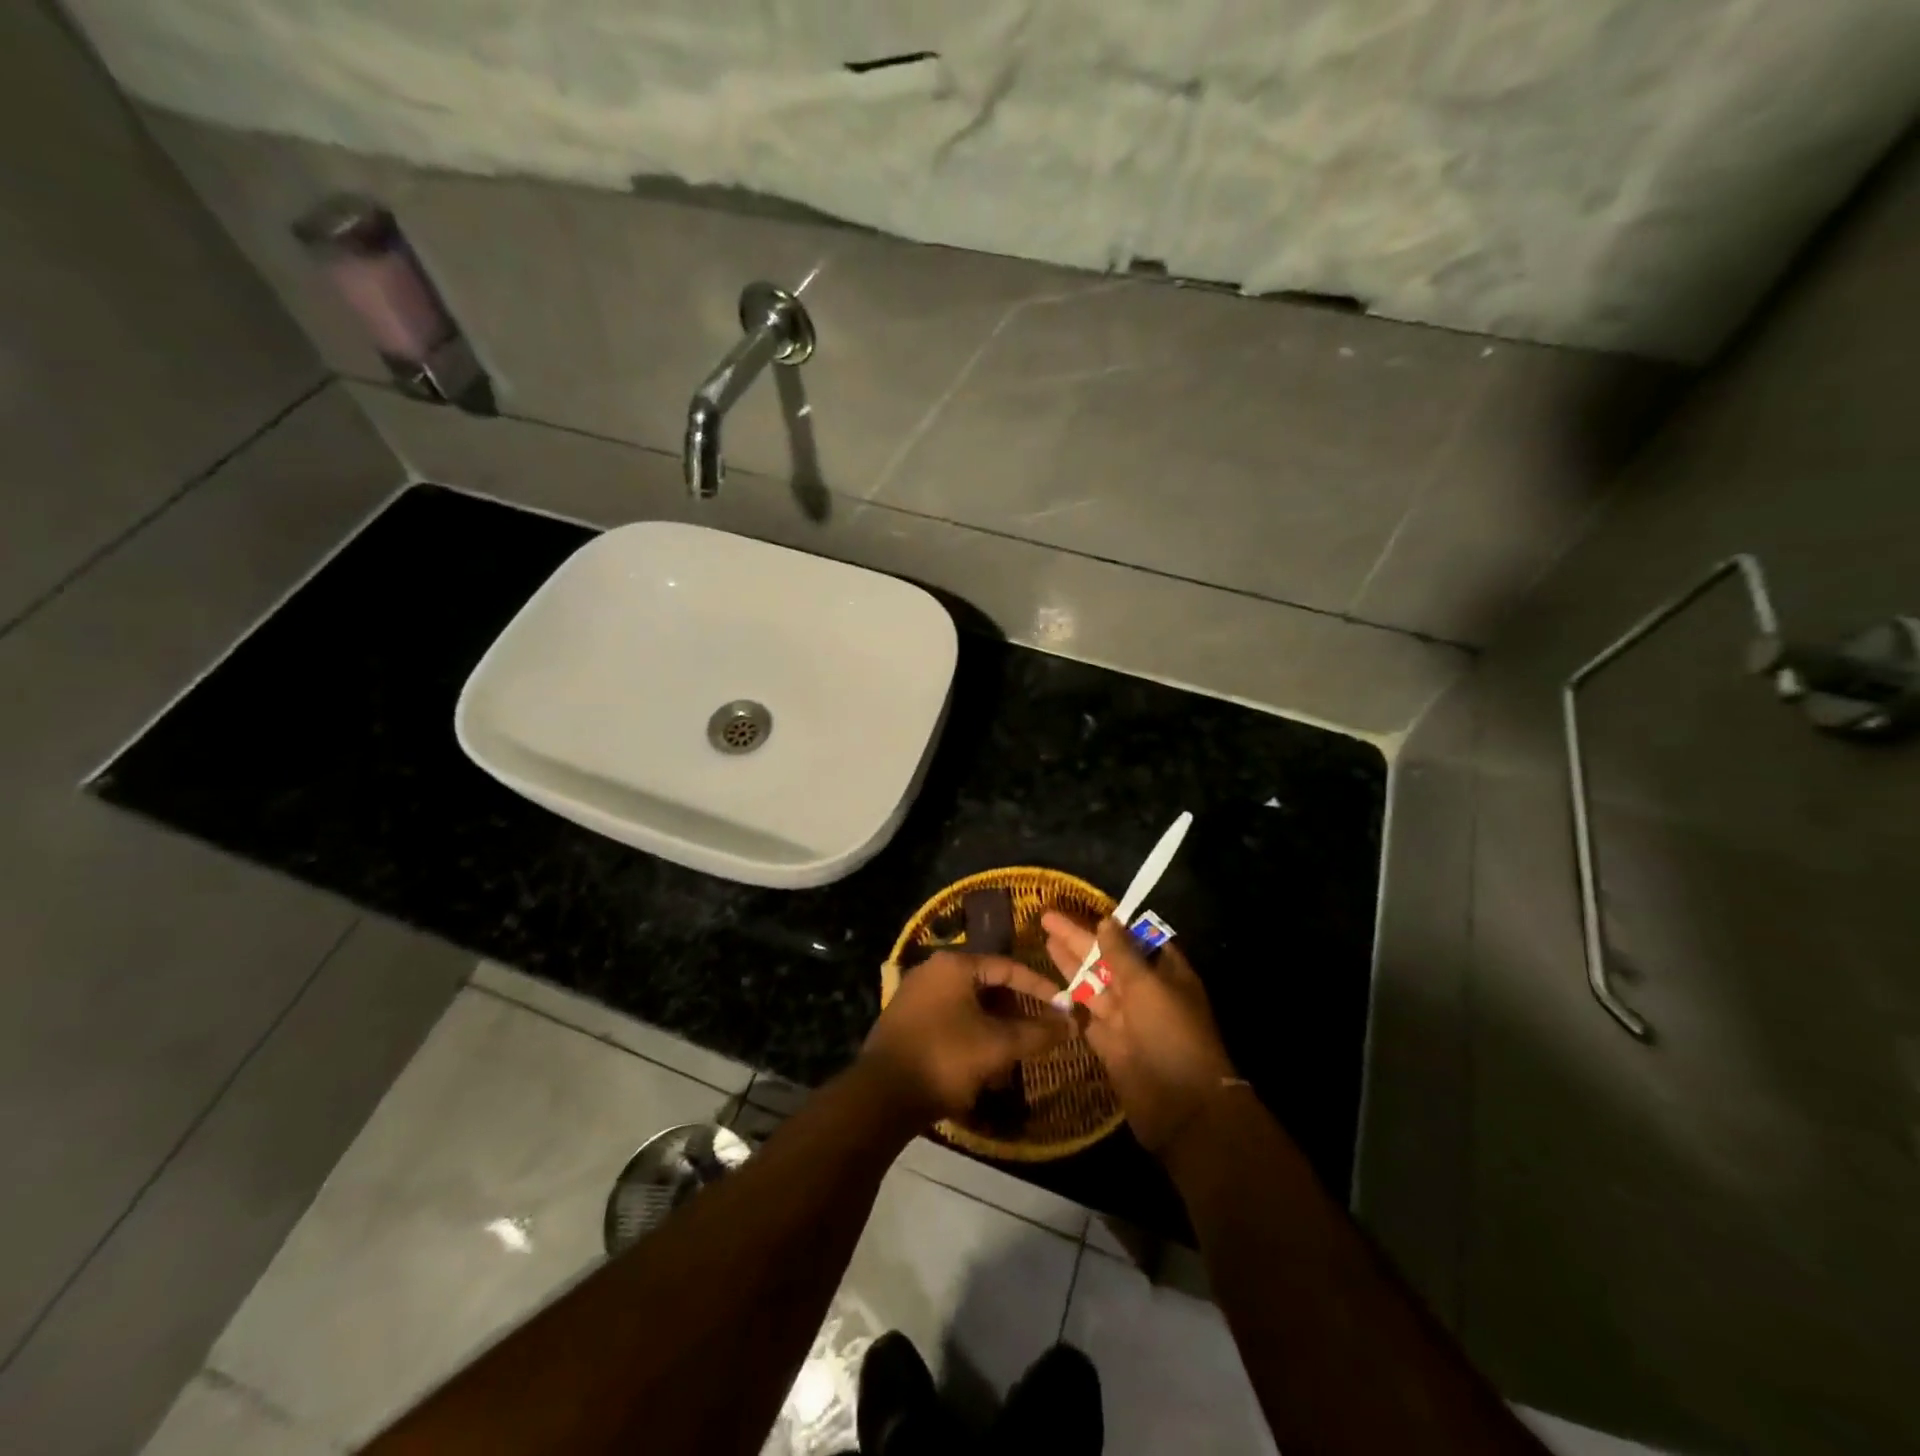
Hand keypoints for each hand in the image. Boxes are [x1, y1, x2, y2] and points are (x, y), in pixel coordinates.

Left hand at [861, 952, 1073, 1121]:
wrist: (882, 1095)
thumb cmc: (945, 1058)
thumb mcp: (998, 1046)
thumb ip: (1037, 1033)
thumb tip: (1071, 1023)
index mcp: (954, 965)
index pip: (1008, 967)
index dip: (1040, 987)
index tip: (1063, 1007)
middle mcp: (932, 971)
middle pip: (987, 986)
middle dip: (1015, 1013)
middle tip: (1036, 1035)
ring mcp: (915, 996)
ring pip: (969, 1007)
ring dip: (994, 1030)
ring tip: (1010, 1058)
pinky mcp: (905, 1021)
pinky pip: (949, 1021)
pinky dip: (970, 1037)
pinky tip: (981, 1068)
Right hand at [1041, 912, 1237, 1156]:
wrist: (1182, 1107)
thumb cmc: (1171, 1035)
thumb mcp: (1148, 987)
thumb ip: (1122, 954)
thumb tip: (1106, 921)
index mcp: (1166, 973)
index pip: (1137, 939)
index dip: (1112, 925)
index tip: (1085, 909)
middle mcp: (1146, 992)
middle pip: (1109, 958)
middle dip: (1081, 939)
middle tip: (1048, 918)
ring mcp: (1127, 1018)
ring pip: (1094, 983)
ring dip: (1071, 962)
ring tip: (1044, 938)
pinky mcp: (1109, 1042)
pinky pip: (1086, 1013)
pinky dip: (1070, 998)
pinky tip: (1050, 981)